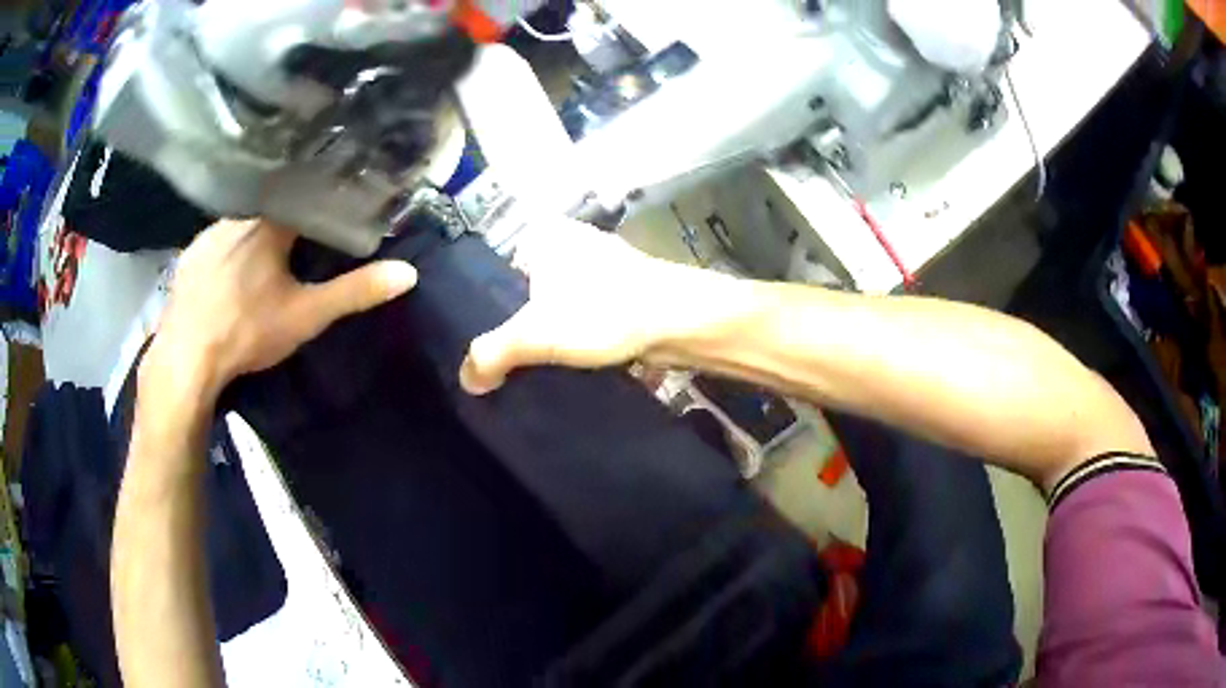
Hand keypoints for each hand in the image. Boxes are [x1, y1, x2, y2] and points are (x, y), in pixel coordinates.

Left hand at [147, 220, 416, 400]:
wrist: (187, 357)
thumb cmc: (248, 331)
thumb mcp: (307, 315)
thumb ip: (354, 291)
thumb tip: (408, 274)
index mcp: (272, 222)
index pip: (307, 195)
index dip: (323, 203)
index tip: (336, 210)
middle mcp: (239, 215)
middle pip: (273, 207)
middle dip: (289, 219)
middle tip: (299, 239)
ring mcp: (210, 233)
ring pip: (243, 221)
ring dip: (256, 232)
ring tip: (264, 253)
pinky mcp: (190, 253)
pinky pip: (217, 239)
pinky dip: (229, 247)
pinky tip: (229, 271)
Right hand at [460, 218, 716, 394]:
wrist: (681, 322)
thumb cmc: (603, 313)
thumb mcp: (536, 334)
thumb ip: (492, 354)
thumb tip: (467, 379)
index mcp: (543, 236)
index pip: (494, 273)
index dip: (483, 312)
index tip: (479, 348)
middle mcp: (570, 242)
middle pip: (526, 291)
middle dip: (516, 326)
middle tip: (501, 365)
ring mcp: (600, 265)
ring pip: (557, 304)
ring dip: (548, 334)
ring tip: (529, 369)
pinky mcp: (623, 291)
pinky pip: (583, 315)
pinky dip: (574, 337)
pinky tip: (565, 364)